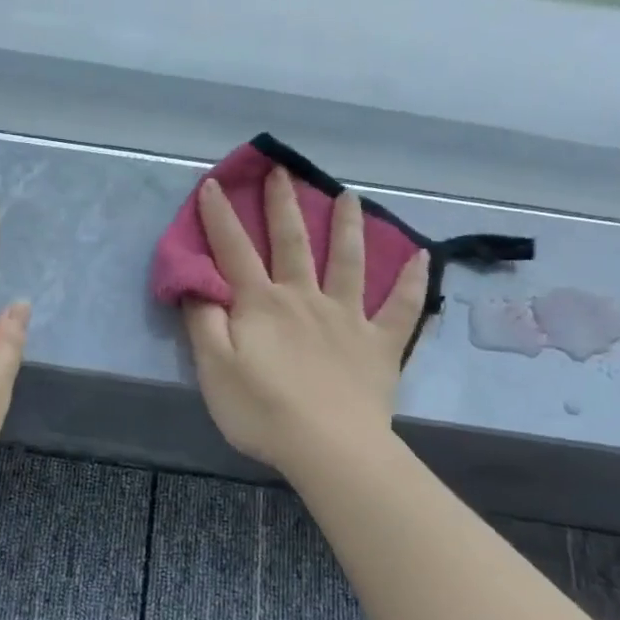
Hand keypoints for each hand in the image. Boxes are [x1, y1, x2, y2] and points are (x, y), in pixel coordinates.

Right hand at [183, 168, 426, 477]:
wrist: (329, 448)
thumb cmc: (262, 411)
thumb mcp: (214, 369)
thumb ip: (204, 323)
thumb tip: (197, 285)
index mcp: (261, 304)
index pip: (234, 251)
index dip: (220, 217)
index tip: (214, 184)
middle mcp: (304, 298)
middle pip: (292, 243)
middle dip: (283, 205)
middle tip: (281, 171)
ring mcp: (347, 318)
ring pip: (348, 262)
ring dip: (347, 227)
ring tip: (347, 196)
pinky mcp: (379, 344)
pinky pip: (401, 308)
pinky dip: (412, 282)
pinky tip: (422, 257)